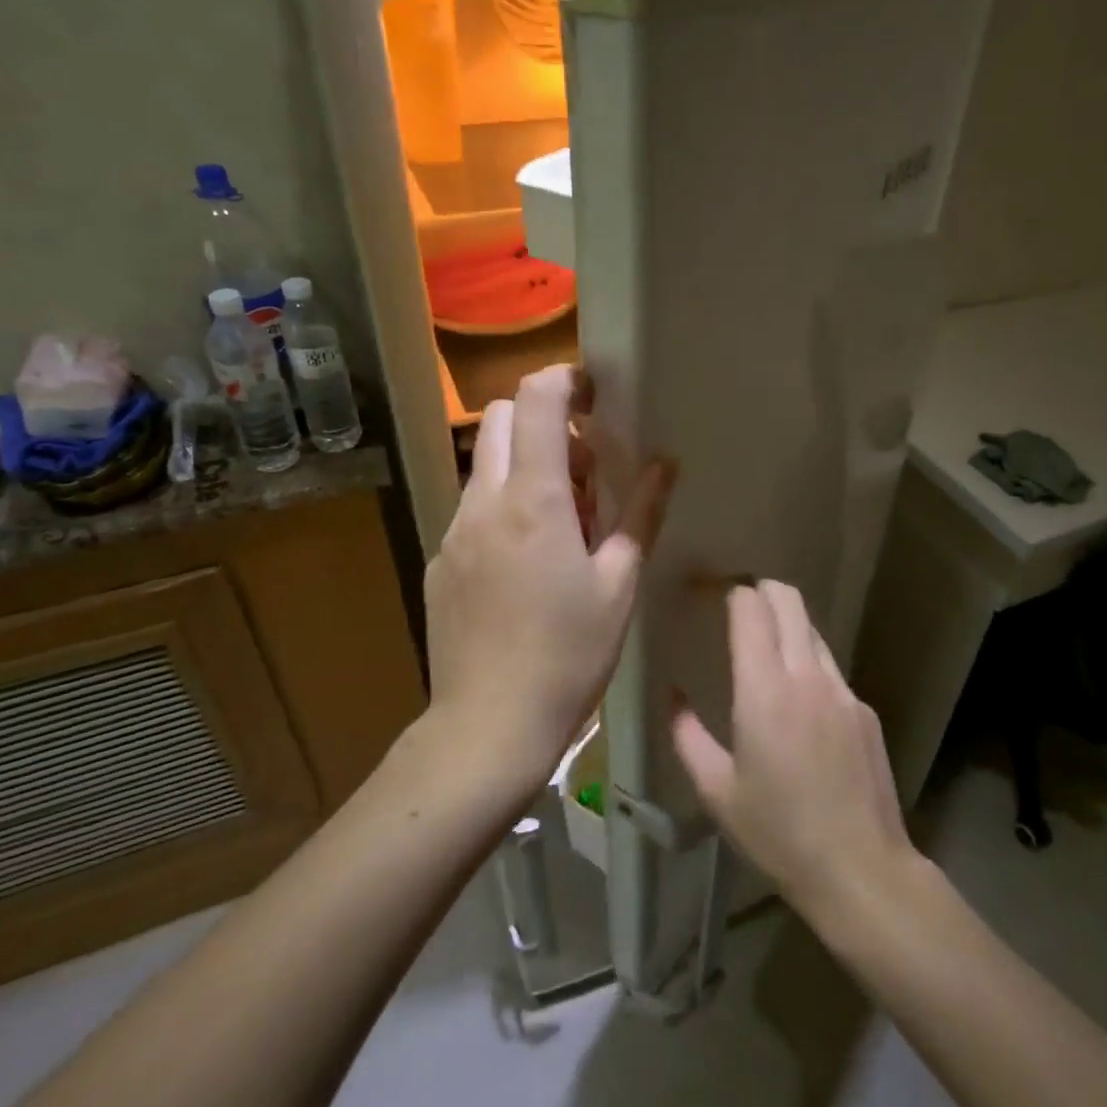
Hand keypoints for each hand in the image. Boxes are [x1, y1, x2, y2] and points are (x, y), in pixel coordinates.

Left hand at [423, 365, 674, 792]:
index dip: (565, 381)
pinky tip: (527, 564)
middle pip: (501, 419)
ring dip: (525, 467)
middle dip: (544, 421)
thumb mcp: (618, 586)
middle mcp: (484, 503)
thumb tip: (665, 464)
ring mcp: (454, 532)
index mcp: (534, 501)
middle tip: (584, 470)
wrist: (488, 725)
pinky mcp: (441, 561)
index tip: (594, 396)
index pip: (536, 401)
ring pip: (485, 465)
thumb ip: (641, 515)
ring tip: (562, 523)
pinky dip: (504, 507)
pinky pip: (473, 509)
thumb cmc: (569, 656)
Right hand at [671, 581, 917, 919]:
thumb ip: (687, 735)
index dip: (729, 591)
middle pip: (788, 599)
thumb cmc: (778, 832)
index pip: (750, 608)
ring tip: (764, 652)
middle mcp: (807, 675)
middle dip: (760, 589)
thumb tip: (673, 695)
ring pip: (812, 629)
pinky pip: (830, 668)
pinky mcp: (864, 709)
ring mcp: (843, 689)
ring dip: (786, 625)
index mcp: (765, 690)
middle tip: (736, 607)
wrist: (860, 869)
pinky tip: (798, 705)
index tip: (709, 594)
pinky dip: (807, 664)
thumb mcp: (716, 790)